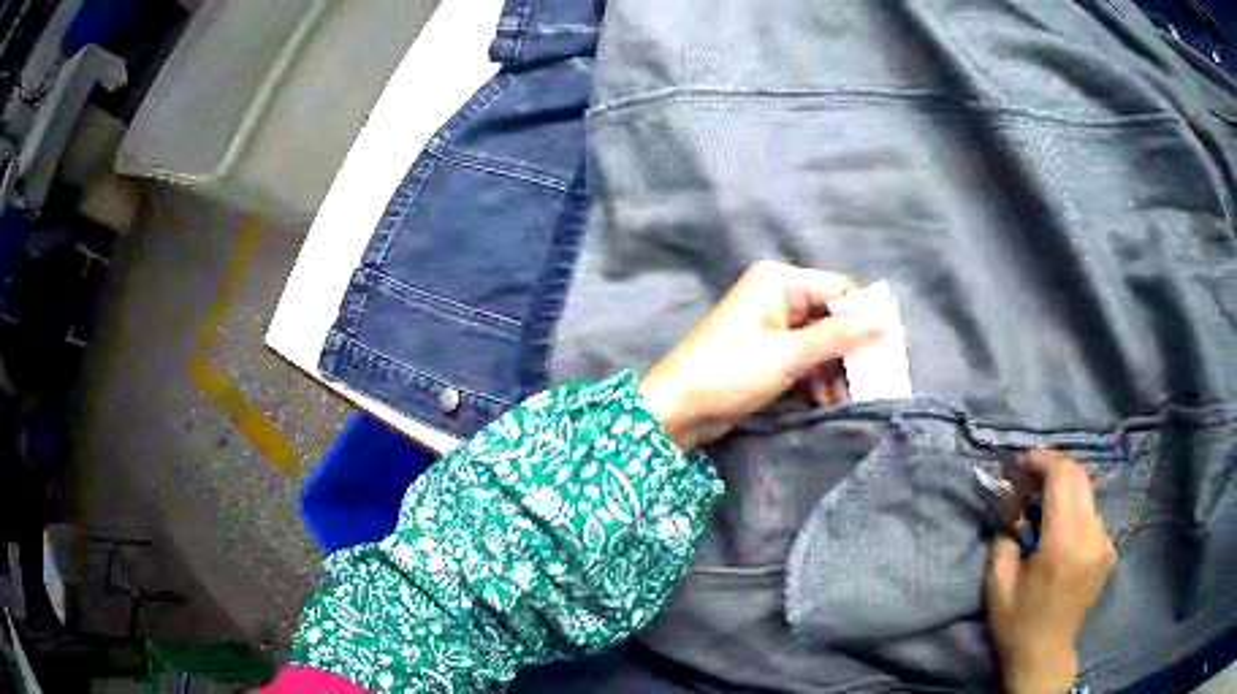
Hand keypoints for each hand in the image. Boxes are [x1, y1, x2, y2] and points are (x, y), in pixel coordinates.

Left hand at [639, 260, 884, 449]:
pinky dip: (816, 380)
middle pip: (831, 319)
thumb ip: (839, 337)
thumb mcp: (790, 354)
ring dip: (833, 372)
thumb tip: (887, 321)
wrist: (678, 409)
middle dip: (848, 352)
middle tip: (871, 382)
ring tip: (843, 400)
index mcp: (779, 282)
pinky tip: (824, 403)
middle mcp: (777, 297)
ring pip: (820, 344)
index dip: (864, 318)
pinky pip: (804, 361)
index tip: (887, 349)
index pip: (838, 290)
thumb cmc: (731, 371)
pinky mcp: (768, 354)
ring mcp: (772, 327)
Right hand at [986, 451, 1116, 693]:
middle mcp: (1091, 535)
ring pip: (1087, 493)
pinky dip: (1074, 509)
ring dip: (1064, 489)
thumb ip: (1004, 536)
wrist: (1045, 656)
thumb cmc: (1017, 624)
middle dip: (1053, 467)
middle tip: (1029, 479)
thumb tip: (1012, 502)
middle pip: (1079, 476)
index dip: (1042, 460)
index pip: (1063, 476)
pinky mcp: (1108, 549)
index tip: (1021, 463)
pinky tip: (1059, 531)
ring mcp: (1104, 542)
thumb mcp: (998, 584)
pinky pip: (1092, 514)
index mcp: (1063, 544)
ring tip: (1042, 506)